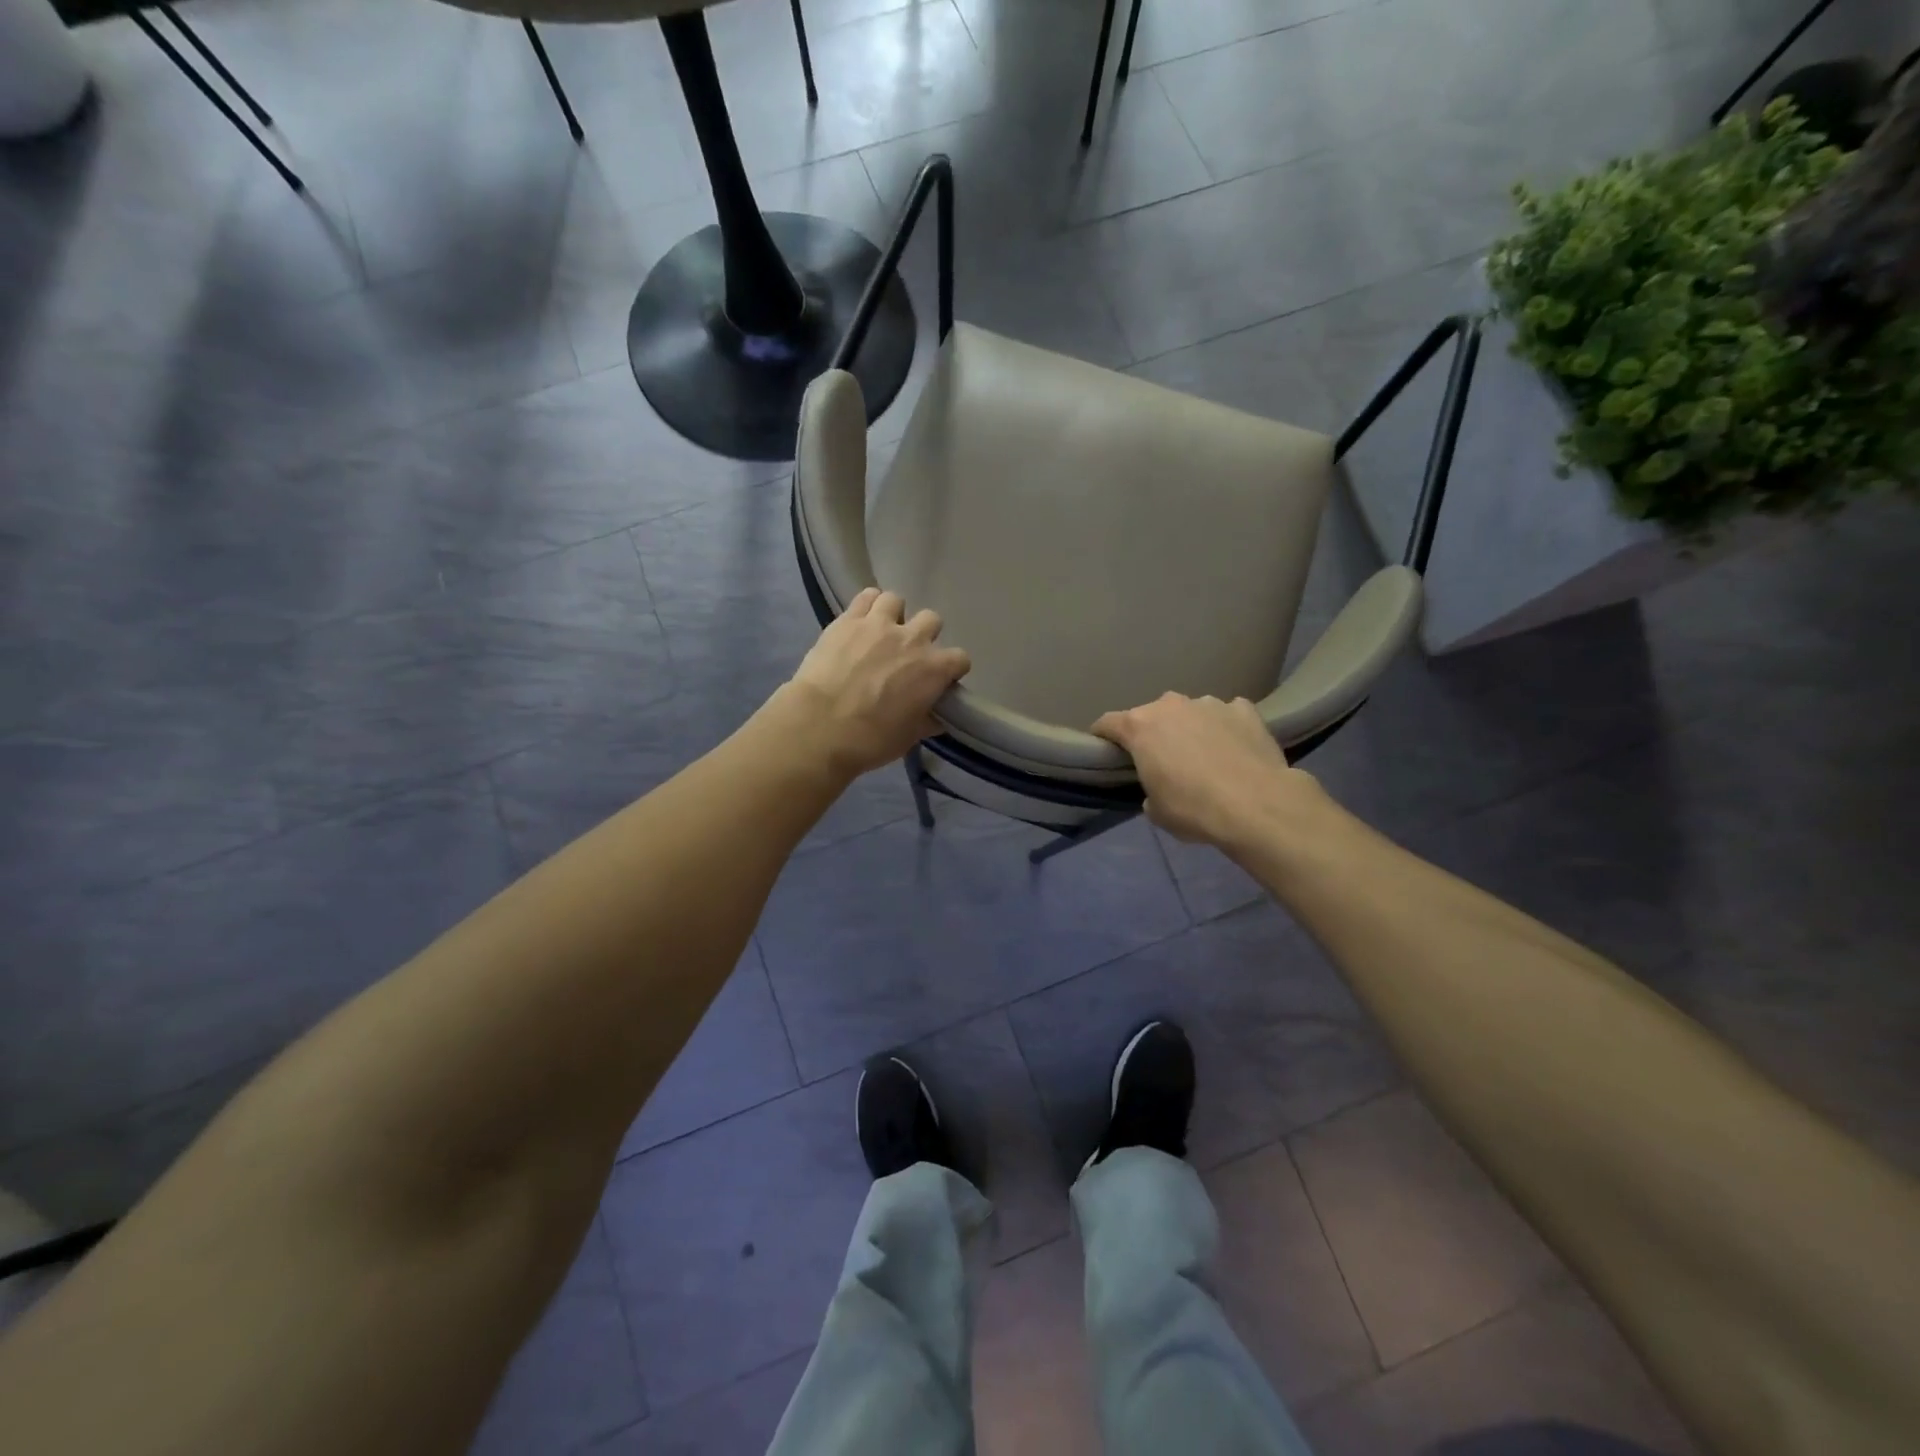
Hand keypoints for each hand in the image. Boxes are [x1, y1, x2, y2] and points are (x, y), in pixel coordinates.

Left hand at [783, 588, 970, 778]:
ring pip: (896, 600)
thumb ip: (927, 721)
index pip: (960, 658)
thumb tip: (937, 718)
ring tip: (881, 632)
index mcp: (933, 670)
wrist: (820, 727)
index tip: (939, 680)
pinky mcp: (848, 620)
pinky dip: (867, 605)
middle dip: (924, 635)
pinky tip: (860, 621)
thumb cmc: (871, 739)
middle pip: (932, 620)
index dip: (951, 669)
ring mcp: (879, 624)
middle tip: (907, 654)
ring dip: (893, 615)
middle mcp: (912, 639)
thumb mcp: (908, 737)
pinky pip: (866, 596)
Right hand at [1092, 693, 1322, 848]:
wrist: (1257, 805)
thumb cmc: (1193, 809)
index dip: (1103, 736)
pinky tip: (1234, 749)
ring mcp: (1210, 703)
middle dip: (1152, 733)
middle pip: (1151, 715)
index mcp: (1140, 727)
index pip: (1107, 723)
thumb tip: (1158, 788)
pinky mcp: (1244, 710)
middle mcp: (1171, 705)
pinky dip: (1225, 727)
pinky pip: (1227, 715)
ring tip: (1204, 755)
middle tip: (1162, 759)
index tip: (1105, 750)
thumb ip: (1149, 789)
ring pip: (1190, 712)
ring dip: (1190, 728)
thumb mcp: (1156, 810)